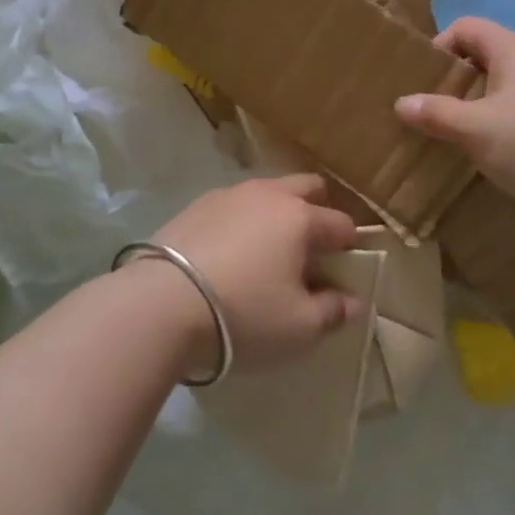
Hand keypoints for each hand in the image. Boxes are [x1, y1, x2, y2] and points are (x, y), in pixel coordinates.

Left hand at [150, 176, 364, 376]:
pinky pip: (235, 203)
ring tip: (269, 250)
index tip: (346, 271)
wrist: (162, 303)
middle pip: (307, 187)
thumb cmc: (244, 315)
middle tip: (312, 250)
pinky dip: (244, 220)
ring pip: (268, 191)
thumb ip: (333, 311)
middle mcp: (268, 194)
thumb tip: (352, 300)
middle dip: (319, 210)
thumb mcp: (299, 327)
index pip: (341, 224)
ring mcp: (230, 194)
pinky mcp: (197, 204)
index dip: (351, 247)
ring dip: (278, 212)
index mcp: (300, 218)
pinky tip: (231, 251)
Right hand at [395, 17, 514, 225]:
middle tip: (437, 109)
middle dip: (457, 80)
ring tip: (465, 134)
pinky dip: (507, 121)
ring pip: (507, 83)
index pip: (465, 27)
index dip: (439, 47)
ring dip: (482, 103)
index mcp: (510, 49)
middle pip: (485, 55)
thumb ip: (436, 114)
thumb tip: (402, 102)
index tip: (425, 81)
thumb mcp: (475, 130)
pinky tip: (503, 152)